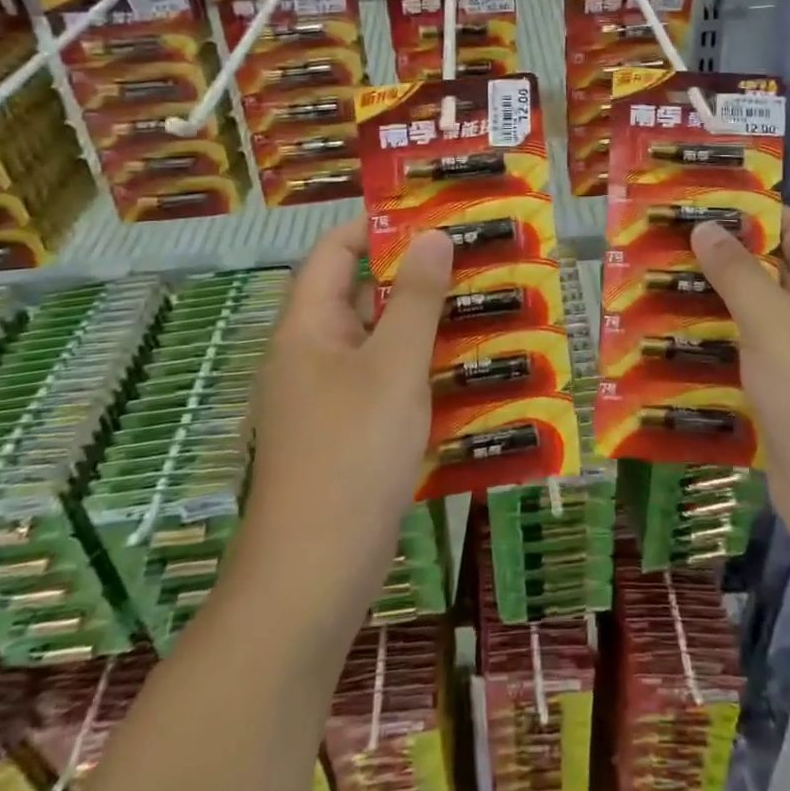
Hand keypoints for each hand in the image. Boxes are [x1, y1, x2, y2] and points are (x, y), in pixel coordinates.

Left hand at [232, 219, 453, 651]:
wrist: (313, 576)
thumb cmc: (352, 453)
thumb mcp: (394, 365)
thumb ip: (416, 298)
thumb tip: (433, 235)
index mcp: (306, 328)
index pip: (335, 253)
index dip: (377, 226)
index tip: (432, 213)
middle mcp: (311, 355)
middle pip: (360, 294)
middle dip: (413, 273)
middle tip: (472, 257)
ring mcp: (327, 398)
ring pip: (378, 341)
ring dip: (423, 322)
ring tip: (482, 303)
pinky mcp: (347, 433)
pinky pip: (384, 381)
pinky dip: (420, 367)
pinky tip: (466, 368)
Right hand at [691, 209, 789, 551]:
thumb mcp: (772, 320)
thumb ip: (736, 271)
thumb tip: (706, 226)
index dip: (750, 209)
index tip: (696, 201)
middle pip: (766, 270)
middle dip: (716, 258)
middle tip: (659, 244)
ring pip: (748, 317)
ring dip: (706, 305)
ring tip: (650, 287)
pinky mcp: (780, 398)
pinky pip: (741, 360)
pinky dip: (709, 349)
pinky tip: (665, 344)